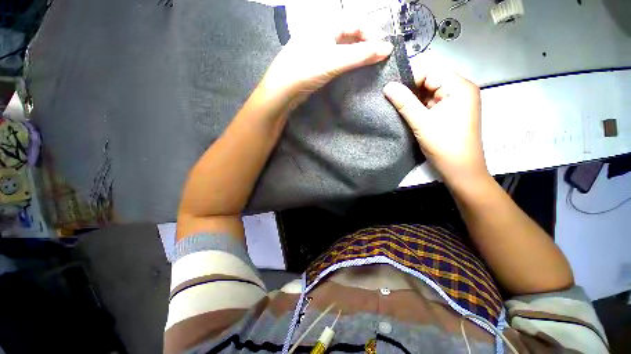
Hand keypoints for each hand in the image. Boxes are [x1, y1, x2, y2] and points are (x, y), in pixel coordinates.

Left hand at [261, 27, 393, 105]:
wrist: (282, 92)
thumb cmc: (305, 70)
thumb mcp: (334, 60)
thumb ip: (360, 55)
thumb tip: (387, 49)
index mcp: (325, 24)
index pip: (355, 22)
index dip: (371, 33)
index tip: (383, 50)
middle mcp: (322, 33)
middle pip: (350, 34)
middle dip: (366, 44)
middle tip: (377, 58)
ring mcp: (318, 50)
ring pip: (344, 48)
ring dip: (357, 55)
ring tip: (369, 65)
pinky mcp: (317, 64)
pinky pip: (337, 59)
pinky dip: (347, 63)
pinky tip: (353, 70)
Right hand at [383, 63, 487, 185]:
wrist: (460, 170)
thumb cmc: (444, 145)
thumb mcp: (421, 122)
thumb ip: (404, 102)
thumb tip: (387, 86)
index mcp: (459, 87)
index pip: (430, 71)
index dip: (410, 79)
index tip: (391, 91)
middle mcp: (460, 90)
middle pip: (431, 81)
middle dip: (411, 91)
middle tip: (392, 101)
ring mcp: (456, 102)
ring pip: (429, 93)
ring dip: (414, 101)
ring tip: (398, 109)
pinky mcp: (451, 113)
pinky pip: (432, 104)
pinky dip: (420, 108)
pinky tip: (409, 115)